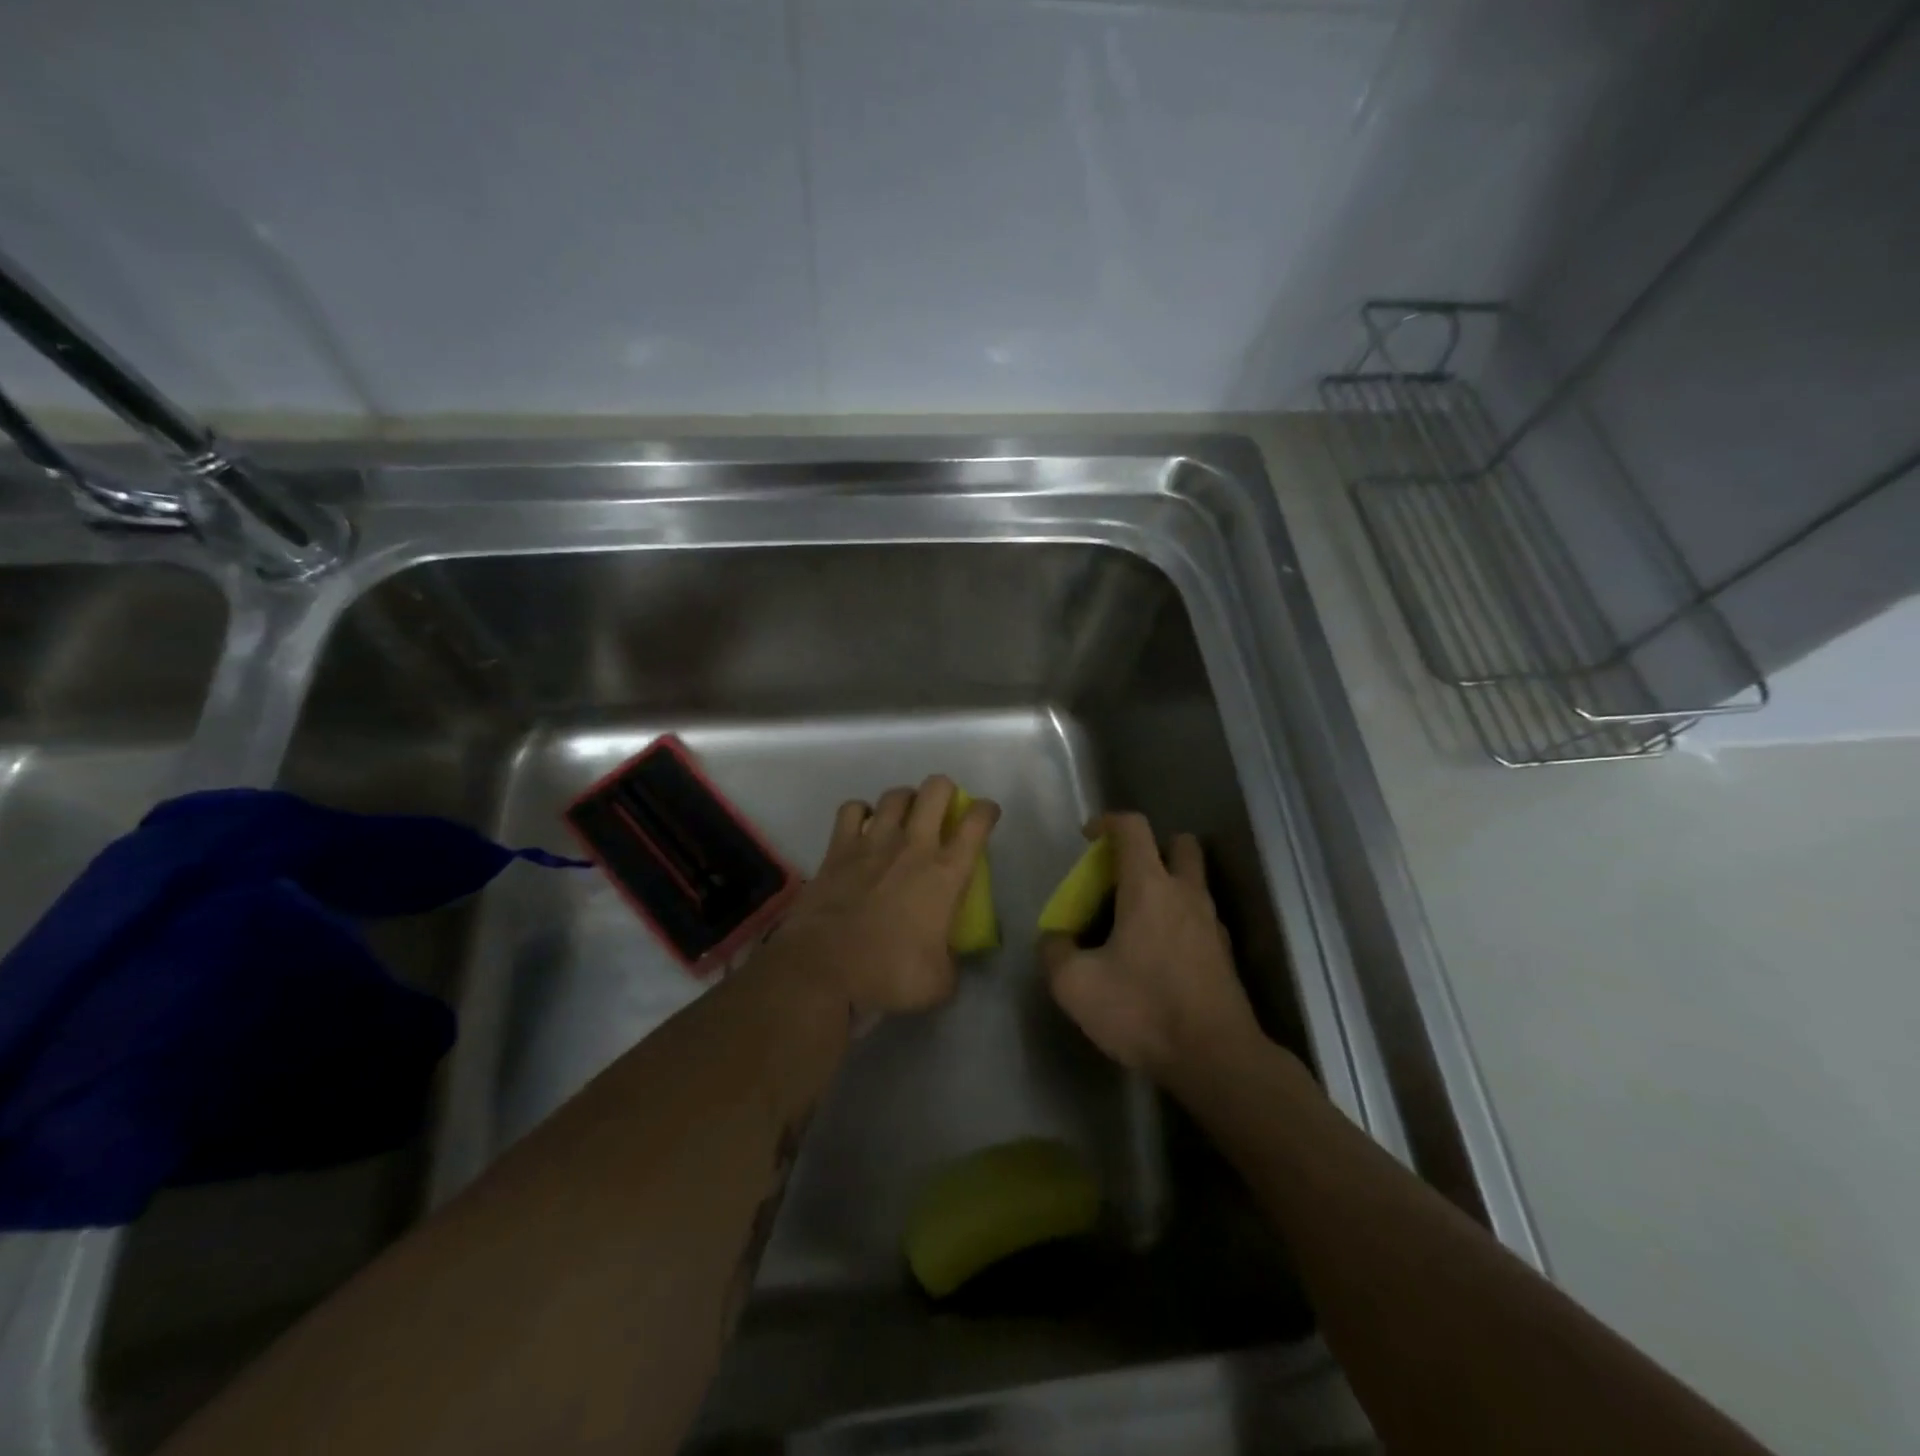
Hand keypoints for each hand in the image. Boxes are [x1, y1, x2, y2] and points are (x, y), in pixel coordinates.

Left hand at [770, 775, 998, 1016]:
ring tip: (905, 817)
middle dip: (946, 792)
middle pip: (936, 789)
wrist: (824, 969)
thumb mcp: (940, 982)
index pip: (977, 822)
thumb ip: (952, 962)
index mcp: (946, 873)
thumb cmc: (889, 975)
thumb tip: (951, 958)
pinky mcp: (838, 848)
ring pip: (896, 794)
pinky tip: (863, 827)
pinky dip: (861, 812)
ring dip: (906, 801)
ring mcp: (873, 841)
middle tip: (943, 812)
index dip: (986, 811)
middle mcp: (913, 846)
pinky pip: (852, 809)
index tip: (986, 816)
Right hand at [1040, 813, 1263, 1083]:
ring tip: (1134, 920)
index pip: (1133, 828)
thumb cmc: (1143, 1010)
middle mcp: (1185, 893)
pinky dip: (1178, 919)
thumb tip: (1056, 939)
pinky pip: (1198, 916)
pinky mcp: (1223, 953)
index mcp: (1149, 887)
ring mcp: (1211, 922)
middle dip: (1150, 848)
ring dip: (1166, 883)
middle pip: (1178, 843)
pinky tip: (1156, 954)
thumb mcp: (1075, 985)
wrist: (1216, 1059)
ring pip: (1192, 880)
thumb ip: (1055, 952)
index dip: (1107, 822)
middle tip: (1121, 876)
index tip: (1088, 837)